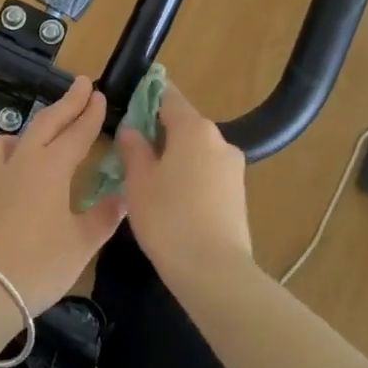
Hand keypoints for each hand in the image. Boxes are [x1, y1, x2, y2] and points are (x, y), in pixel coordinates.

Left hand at [0, 76, 126, 320]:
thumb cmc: (40, 266)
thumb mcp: (81, 244)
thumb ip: (103, 217)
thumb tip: (123, 198)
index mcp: (50, 169)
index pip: (76, 133)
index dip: (90, 114)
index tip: (100, 94)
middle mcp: (16, 165)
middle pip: (43, 125)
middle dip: (65, 104)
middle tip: (80, 86)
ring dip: (17, 137)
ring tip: (27, 143)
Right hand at [114, 83, 251, 278]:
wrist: (214, 270)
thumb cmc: (168, 217)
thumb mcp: (138, 181)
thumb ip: (133, 149)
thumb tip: (131, 130)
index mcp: (194, 129)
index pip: (169, 96)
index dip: (147, 97)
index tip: (129, 105)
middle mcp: (220, 140)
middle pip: (184, 125)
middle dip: (159, 132)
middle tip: (131, 151)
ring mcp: (233, 168)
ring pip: (197, 151)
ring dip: (175, 157)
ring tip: (149, 181)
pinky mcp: (238, 194)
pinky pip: (208, 173)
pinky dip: (190, 177)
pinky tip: (172, 201)